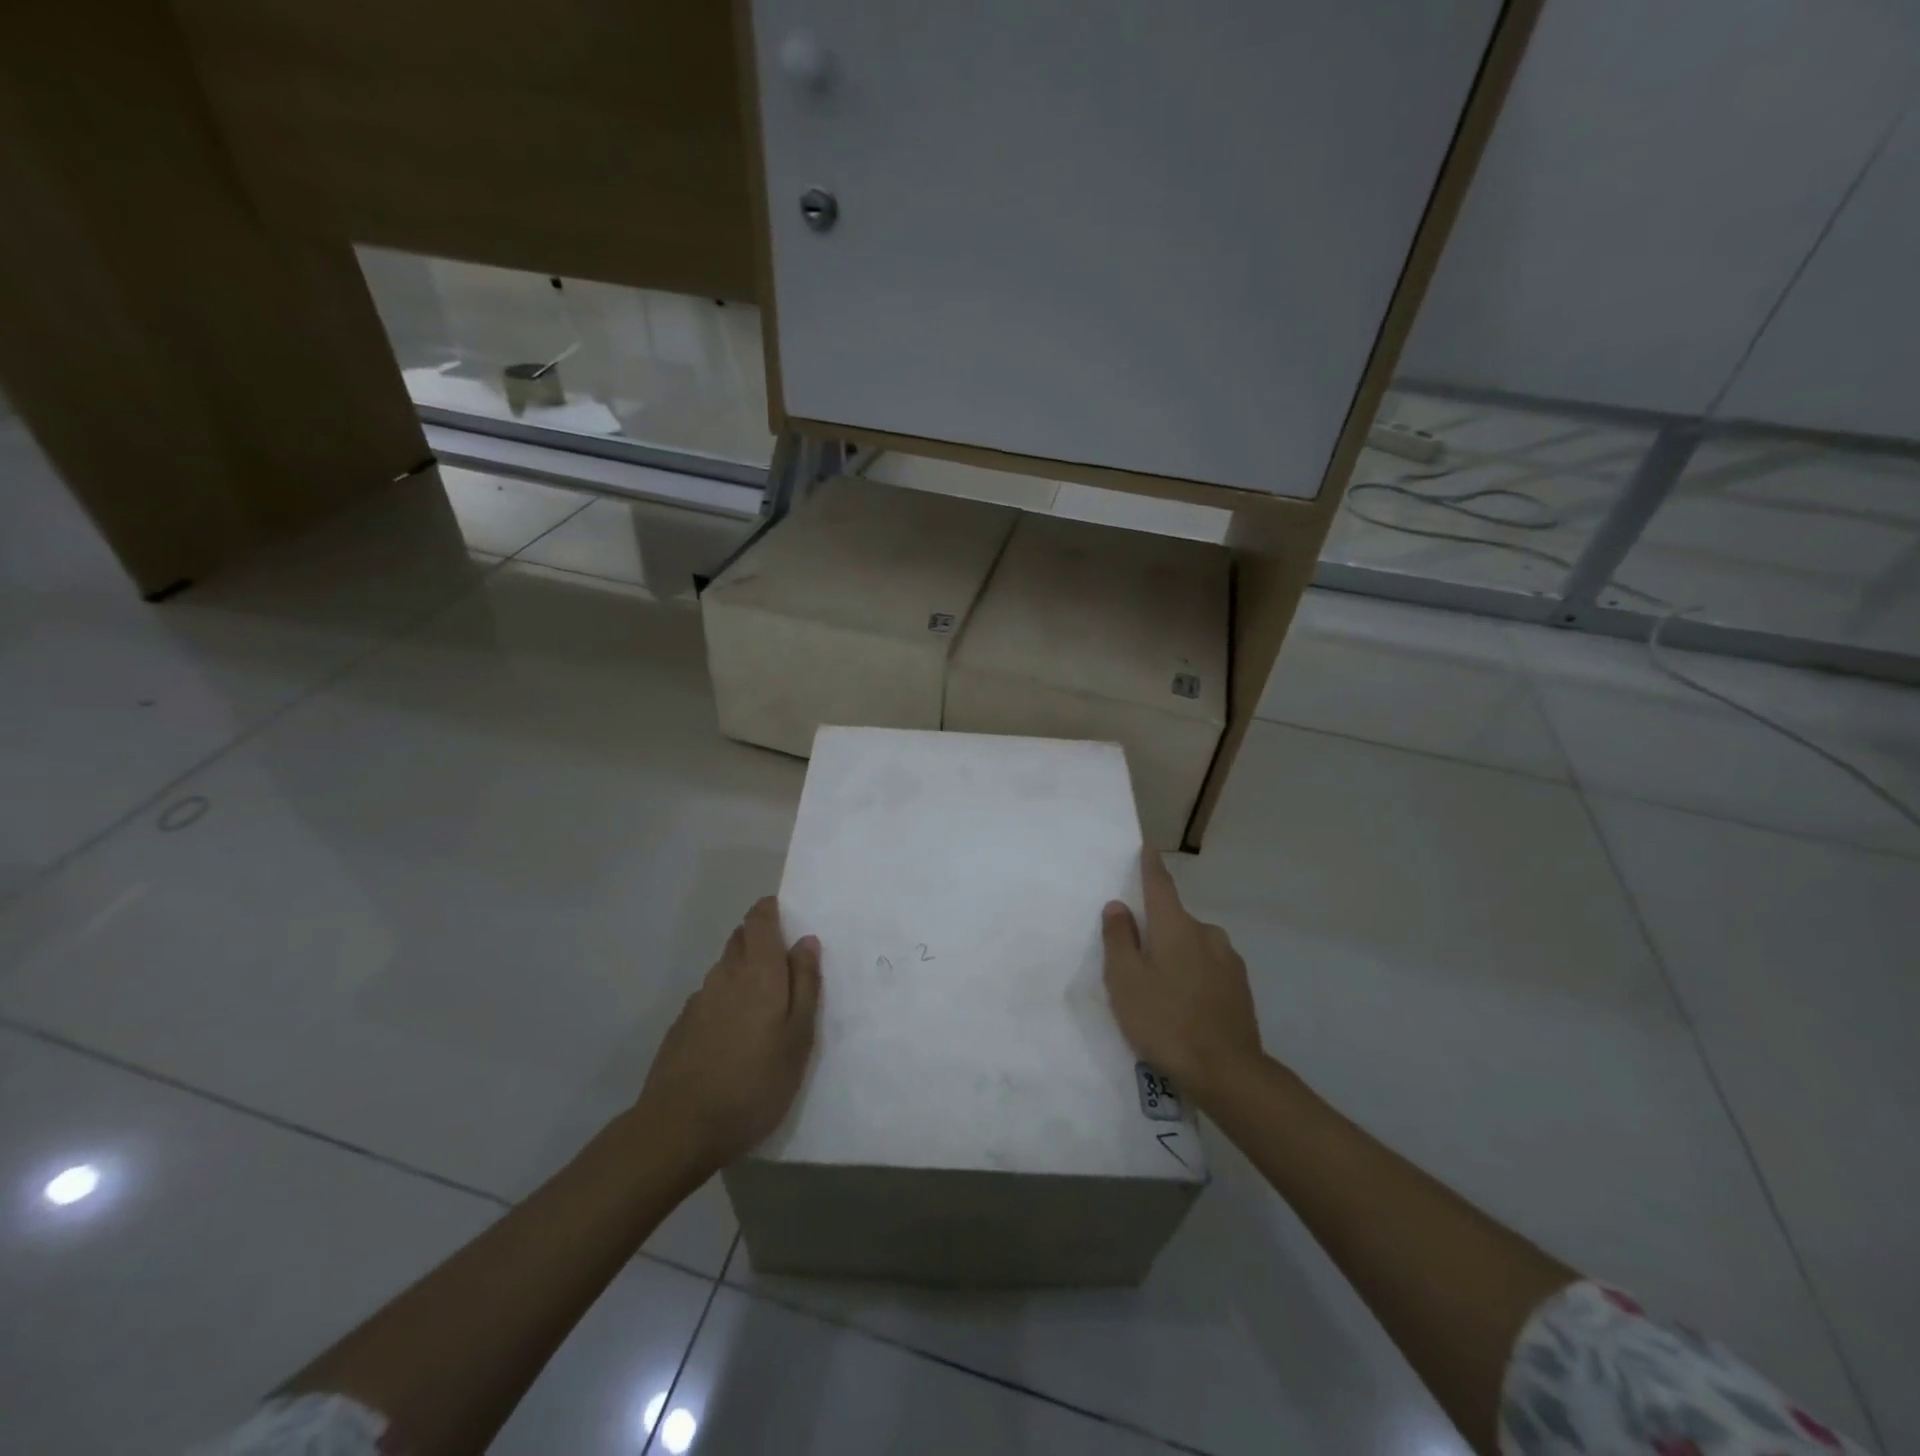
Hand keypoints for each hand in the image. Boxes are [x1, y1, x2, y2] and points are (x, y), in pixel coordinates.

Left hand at [636, 897, 821, 1175]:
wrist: (679, 1128)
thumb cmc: (755, 1082)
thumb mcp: (799, 1037)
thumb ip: (806, 984)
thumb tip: (806, 941)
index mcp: (758, 970)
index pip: (759, 919)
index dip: (771, 911)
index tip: (787, 918)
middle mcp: (725, 974)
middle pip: (740, 939)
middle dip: (759, 938)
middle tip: (784, 964)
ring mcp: (698, 1000)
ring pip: (725, 969)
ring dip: (743, 972)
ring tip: (763, 1006)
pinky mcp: (681, 1026)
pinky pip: (710, 998)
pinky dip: (726, 1001)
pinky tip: (733, 1035)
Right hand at [1102, 850, 1262, 1110]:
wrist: (1227, 1072)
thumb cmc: (1165, 1020)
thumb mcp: (1125, 980)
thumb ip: (1119, 939)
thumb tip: (1119, 907)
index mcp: (1176, 926)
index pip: (1160, 885)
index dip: (1150, 866)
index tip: (1147, 849)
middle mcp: (1207, 934)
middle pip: (1176, 921)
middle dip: (1158, 929)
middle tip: (1138, 958)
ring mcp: (1229, 962)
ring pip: (1194, 946)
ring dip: (1178, 956)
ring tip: (1161, 989)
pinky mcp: (1241, 989)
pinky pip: (1209, 970)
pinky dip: (1194, 977)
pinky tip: (1185, 1006)